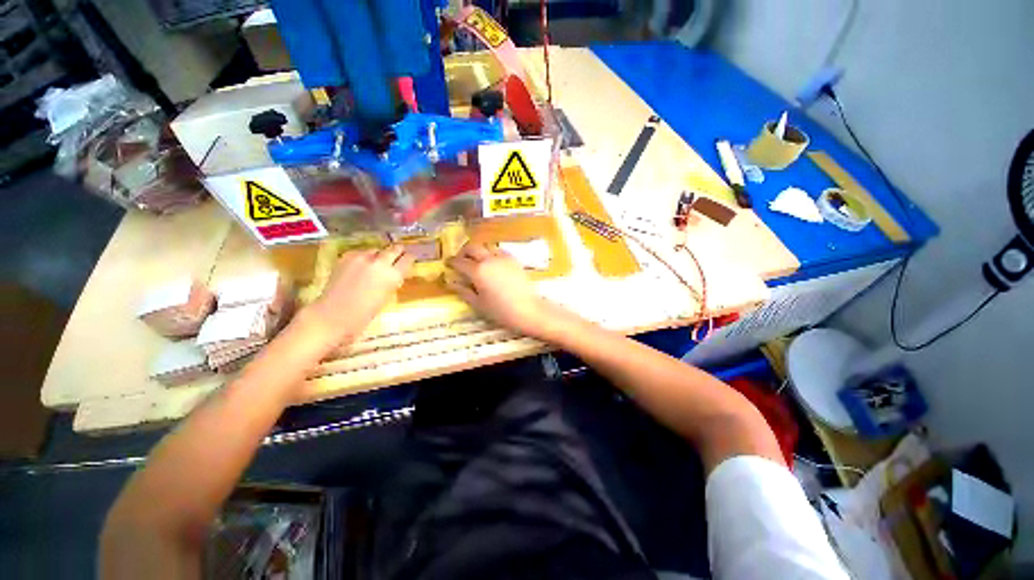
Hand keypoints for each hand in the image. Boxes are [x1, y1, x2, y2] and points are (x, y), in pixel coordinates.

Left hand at [307, 246, 413, 343]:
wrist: (333, 315)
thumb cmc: (364, 314)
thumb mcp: (386, 297)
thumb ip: (392, 281)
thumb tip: (394, 273)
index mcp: (393, 275)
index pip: (407, 259)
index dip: (409, 258)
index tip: (410, 259)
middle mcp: (380, 262)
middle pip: (394, 249)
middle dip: (397, 251)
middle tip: (398, 254)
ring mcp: (362, 258)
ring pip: (377, 250)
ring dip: (379, 255)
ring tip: (377, 263)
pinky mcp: (347, 257)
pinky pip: (361, 253)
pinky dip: (364, 258)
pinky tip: (361, 267)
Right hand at [447, 242, 553, 337]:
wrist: (528, 310)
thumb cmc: (501, 311)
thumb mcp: (478, 304)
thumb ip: (463, 291)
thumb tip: (451, 282)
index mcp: (477, 271)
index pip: (459, 262)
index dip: (451, 262)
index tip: (448, 264)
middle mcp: (489, 259)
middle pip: (472, 247)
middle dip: (464, 252)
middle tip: (460, 260)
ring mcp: (503, 258)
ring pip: (486, 247)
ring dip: (478, 251)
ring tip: (476, 262)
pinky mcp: (514, 260)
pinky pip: (498, 251)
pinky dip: (491, 254)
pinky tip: (492, 265)